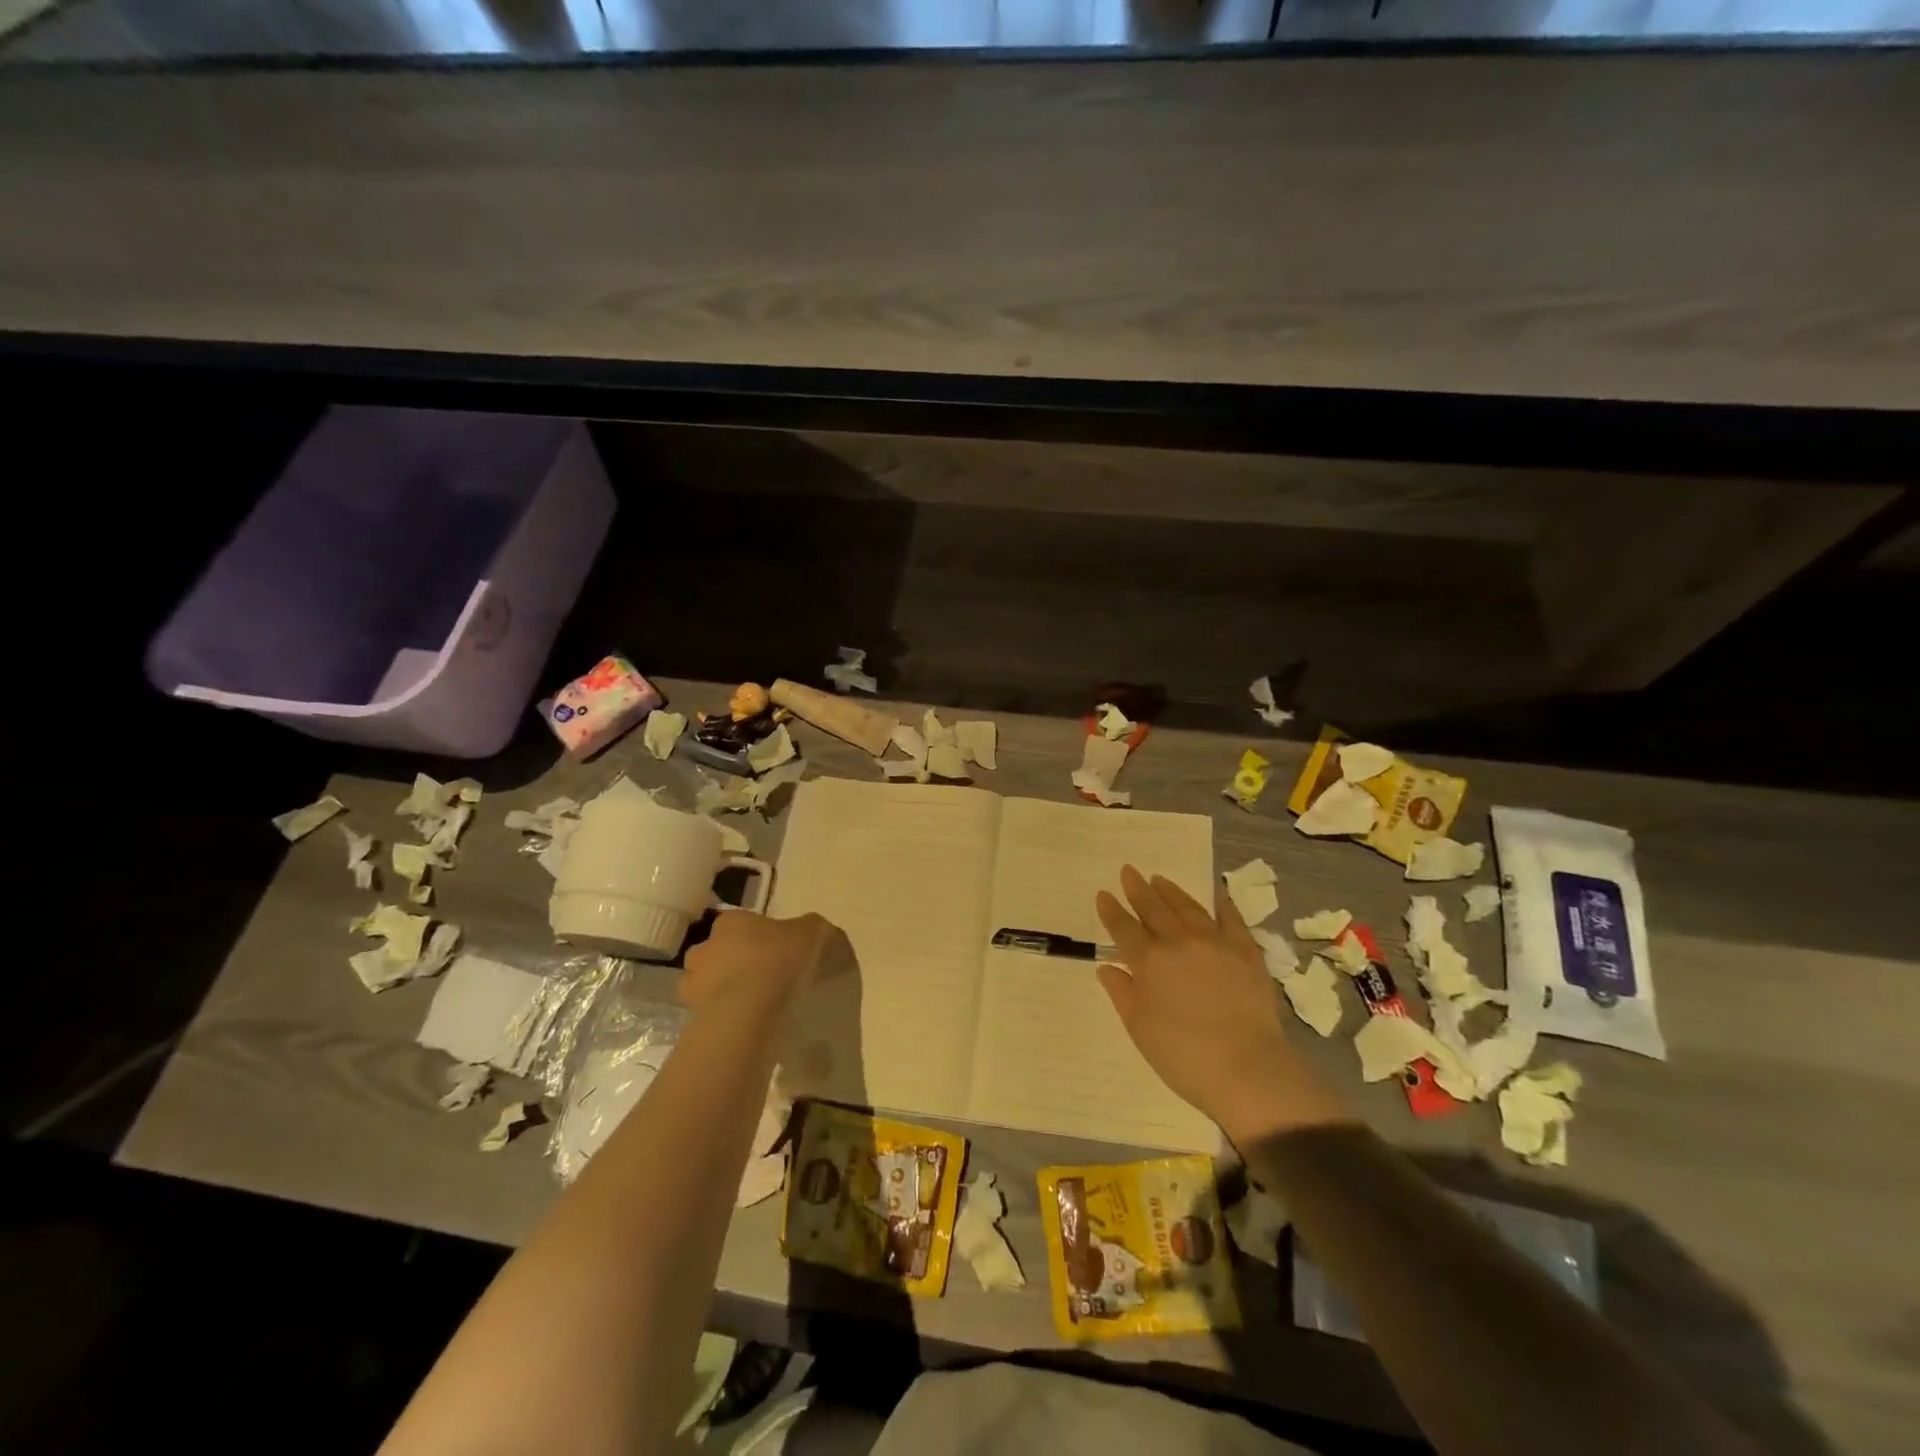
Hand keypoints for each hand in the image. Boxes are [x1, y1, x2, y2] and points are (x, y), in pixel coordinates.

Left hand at [680, 911, 846, 1018]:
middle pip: (719, 950)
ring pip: (707, 981)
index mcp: (731, 921)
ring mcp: (693, 981)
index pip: (739, 921)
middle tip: (763, 976)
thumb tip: (813, 930)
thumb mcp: (811, 932)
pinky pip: (708, 1011)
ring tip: (751, 1004)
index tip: (776, 950)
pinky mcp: (691, 1013)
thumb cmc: (778, 960)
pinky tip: (743, 1023)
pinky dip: (721, 1015)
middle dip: (735, 961)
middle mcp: (705, 945)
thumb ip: (811, 927)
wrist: (748, 1010)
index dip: (757, 935)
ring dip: (723, 988)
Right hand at [1095, 866, 1341, 1141]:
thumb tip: (1107, 967)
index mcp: (1148, 962)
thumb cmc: (1184, 1056)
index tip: (1103, 894)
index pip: (1123, 928)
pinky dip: (1221, 903)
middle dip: (1138, 889)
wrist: (1247, 1069)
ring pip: (1187, 907)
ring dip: (1171, 891)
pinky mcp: (1245, 951)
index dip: (1111, 911)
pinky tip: (1215, 893)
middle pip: (1153, 909)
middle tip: (1129, 871)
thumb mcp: (1140, 1029)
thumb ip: (1122, 993)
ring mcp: (1214, 942)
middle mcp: (1178, 942)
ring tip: (1159, 879)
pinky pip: (1231, 918)